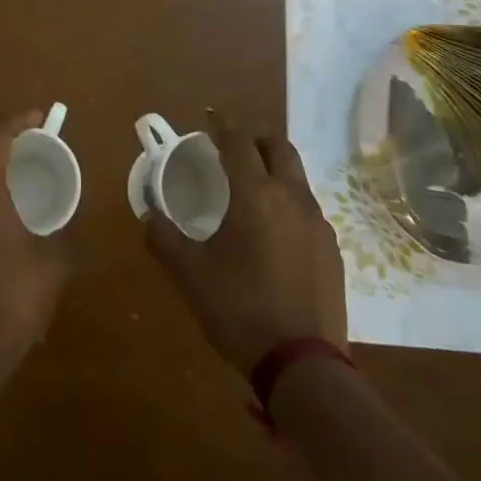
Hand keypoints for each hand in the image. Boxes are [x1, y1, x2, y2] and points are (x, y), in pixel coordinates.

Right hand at [143, 114, 345, 376]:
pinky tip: (275, 231)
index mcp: (256, 195)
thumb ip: (164, 238)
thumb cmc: (240, 310)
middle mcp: (292, 198)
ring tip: (252, 188)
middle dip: (255, 139)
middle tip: (233, 148)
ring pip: (297, 177)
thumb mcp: (190, 275)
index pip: (239, 142)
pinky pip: (308, 208)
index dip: (223, 124)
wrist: (304, 364)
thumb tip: (147, 212)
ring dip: (275, 169)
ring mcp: (318, 223)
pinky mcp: (333, 249)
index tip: (211, 116)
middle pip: (279, 147)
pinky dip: (289, 201)